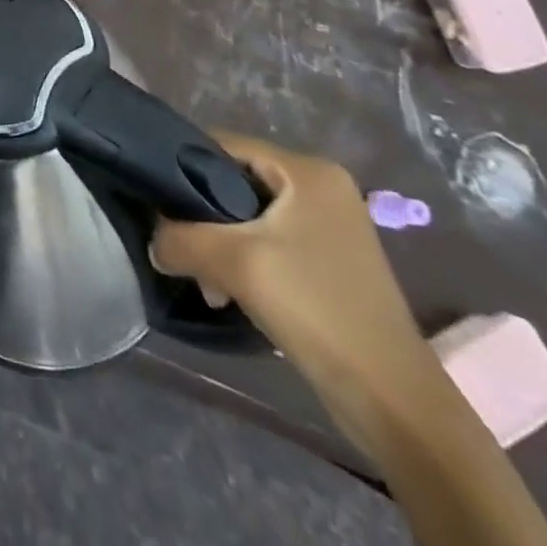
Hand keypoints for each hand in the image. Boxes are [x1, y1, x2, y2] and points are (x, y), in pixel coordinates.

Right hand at [151, 133, 427, 388]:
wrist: (393, 401)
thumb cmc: (316, 309)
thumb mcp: (233, 262)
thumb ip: (178, 238)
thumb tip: (153, 243)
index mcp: (308, 171)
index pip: (221, 144)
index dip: (180, 165)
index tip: (155, 198)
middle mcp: (321, 187)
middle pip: (232, 180)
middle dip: (200, 216)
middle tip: (180, 247)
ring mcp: (328, 225)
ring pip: (246, 215)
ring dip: (218, 244)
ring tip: (205, 280)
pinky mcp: (328, 259)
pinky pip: (266, 241)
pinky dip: (241, 260)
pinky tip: (227, 292)